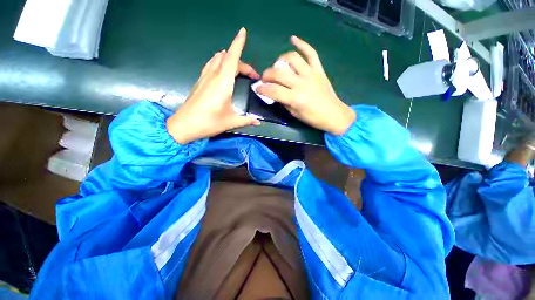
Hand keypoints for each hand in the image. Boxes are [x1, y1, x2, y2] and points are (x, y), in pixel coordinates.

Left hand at [166, 28, 260, 143]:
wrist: (184, 126)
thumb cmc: (209, 123)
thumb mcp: (231, 122)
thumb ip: (246, 120)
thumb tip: (258, 121)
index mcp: (223, 84)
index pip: (232, 58)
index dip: (238, 44)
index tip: (243, 31)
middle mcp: (213, 76)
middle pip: (227, 59)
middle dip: (241, 62)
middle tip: (251, 75)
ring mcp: (204, 78)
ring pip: (217, 59)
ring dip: (229, 59)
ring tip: (238, 67)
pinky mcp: (199, 82)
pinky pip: (210, 65)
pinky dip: (218, 62)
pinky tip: (221, 69)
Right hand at [257, 36, 355, 135]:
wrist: (333, 114)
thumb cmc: (313, 118)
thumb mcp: (294, 114)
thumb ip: (283, 102)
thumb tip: (273, 93)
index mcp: (295, 98)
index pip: (273, 90)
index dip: (262, 89)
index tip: (257, 88)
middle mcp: (301, 83)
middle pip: (278, 72)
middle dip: (267, 75)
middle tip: (265, 79)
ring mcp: (311, 73)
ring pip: (291, 58)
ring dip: (280, 60)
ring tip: (278, 66)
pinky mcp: (318, 69)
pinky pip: (310, 52)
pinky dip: (302, 44)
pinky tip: (293, 39)